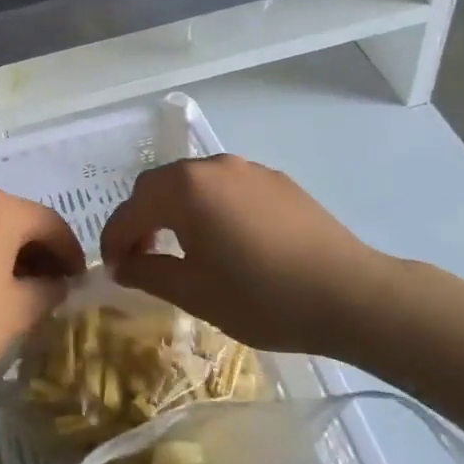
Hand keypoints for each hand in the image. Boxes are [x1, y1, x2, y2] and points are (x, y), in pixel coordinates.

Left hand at [0, 188, 84, 394]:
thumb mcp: (19, 311)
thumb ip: (48, 291)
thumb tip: (56, 284)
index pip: (50, 223)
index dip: (71, 252)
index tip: (80, 282)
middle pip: (16, 221)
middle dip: (39, 253)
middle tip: (53, 289)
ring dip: (8, 255)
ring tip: (18, 293)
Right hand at [100, 156, 396, 356]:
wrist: (351, 295)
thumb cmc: (262, 296)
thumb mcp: (195, 292)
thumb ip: (148, 273)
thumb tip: (122, 266)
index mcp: (184, 189)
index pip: (131, 209)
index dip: (115, 239)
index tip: (112, 269)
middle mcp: (212, 166)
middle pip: (159, 186)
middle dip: (142, 219)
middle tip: (142, 256)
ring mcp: (248, 169)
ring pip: (194, 184)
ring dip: (176, 210)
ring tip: (184, 248)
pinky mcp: (277, 181)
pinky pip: (227, 188)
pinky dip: (211, 208)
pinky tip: (228, 240)